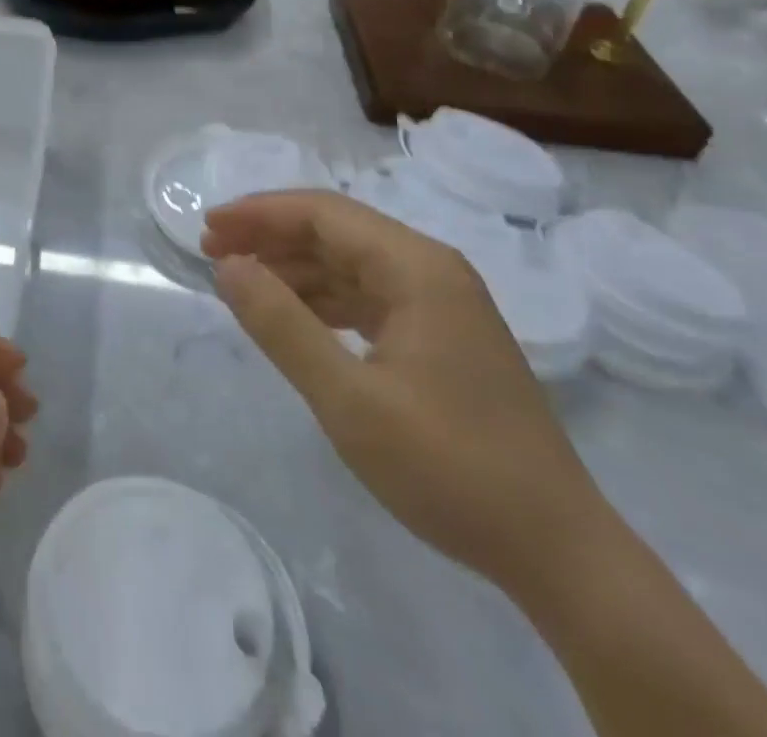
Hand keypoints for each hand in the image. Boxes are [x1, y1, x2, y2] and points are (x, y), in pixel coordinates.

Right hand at [204, 191, 611, 602]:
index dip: (259, 213)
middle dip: (270, 235)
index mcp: (417, 268)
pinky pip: (367, 295)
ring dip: (293, 266)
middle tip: (212, 251)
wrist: (558, 552)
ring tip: (240, 281)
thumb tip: (228, 266)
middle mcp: (431, 270)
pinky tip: (292, 315)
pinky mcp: (441, 335)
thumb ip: (282, 326)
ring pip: (350, 262)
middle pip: (336, 230)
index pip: (323, 213)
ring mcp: (441, 303)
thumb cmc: (450, 469)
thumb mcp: (349, 401)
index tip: (207, 228)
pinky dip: (322, 298)